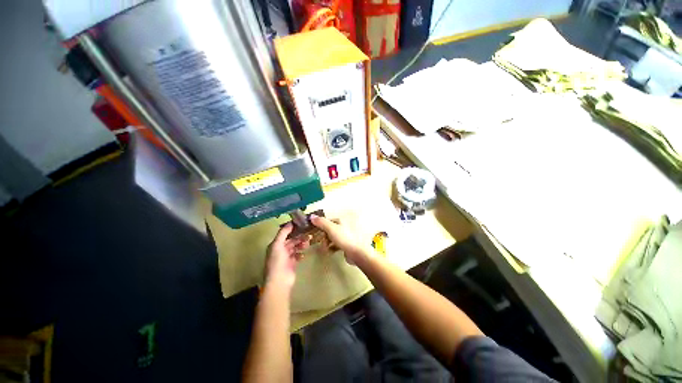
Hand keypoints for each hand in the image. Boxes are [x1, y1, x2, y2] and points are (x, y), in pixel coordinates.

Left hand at [264, 223, 309, 288]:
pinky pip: (298, 256)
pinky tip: (304, 254)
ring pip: (295, 247)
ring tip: (308, 243)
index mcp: (275, 245)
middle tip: (309, 235)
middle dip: (299, 237)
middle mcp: (280, 250)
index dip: (292, 229)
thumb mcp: (277, 244)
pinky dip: (301, 253)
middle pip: (291, 240)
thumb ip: (283, 233)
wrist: (279, 281)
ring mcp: (286, 257)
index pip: (285, 234)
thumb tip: (290, 222)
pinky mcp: (292, 264)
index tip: (302, 225)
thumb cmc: (277, 261)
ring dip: (301, 244)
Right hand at [310, 215, 367, 264]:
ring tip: (325, 249)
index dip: (320, 227)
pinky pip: (335, 245)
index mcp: (340, 221)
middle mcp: (343, 227)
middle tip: (321, 243)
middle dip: (323, 237)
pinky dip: (331, 248)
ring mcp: (345, 236)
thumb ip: (321, 222)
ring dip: (326, 243)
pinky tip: (329, 252)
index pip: (326, 221)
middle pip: (328, 230)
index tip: (314, 233)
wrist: (357, 253)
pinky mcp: (346, 245)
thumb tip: (311, 216)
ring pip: (331, 238)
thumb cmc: (344, 238)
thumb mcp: (331, 229)